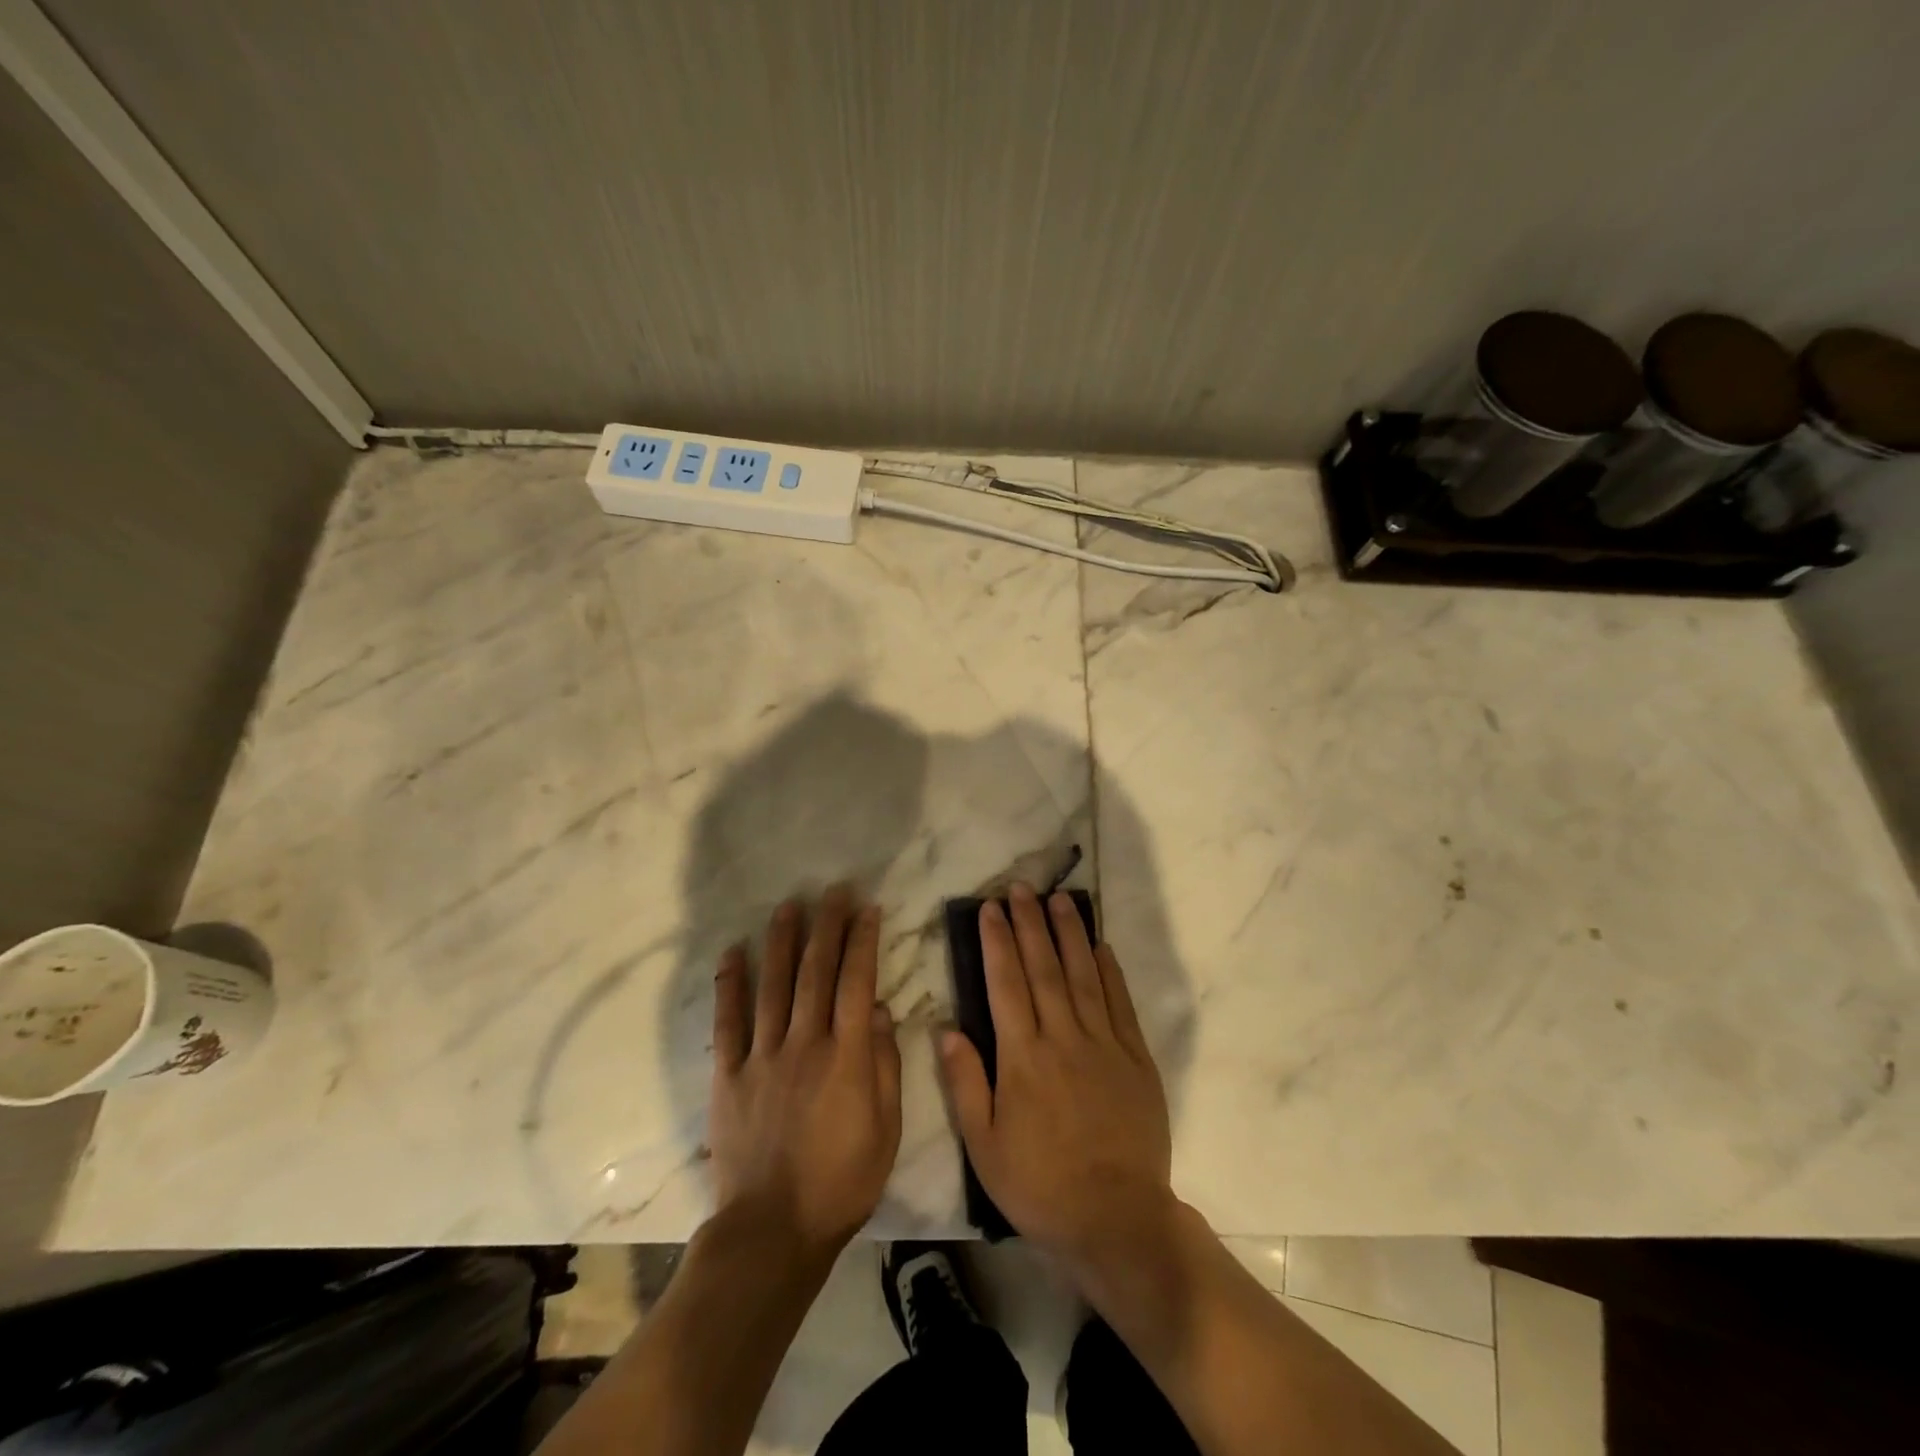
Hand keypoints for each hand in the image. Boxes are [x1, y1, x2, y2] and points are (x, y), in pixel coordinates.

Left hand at [709, 886, 902, 1254]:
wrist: (772, 1231)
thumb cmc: (841, 1182)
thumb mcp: (885, 1129)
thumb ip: (884, 1065)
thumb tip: (879, 1010)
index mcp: (846, 1056)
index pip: (858, 982)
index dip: (863, 940)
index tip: (867, 908)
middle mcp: (805, 1043)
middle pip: (816, 972)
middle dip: (827, 926)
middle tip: (833, 890)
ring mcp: (763, 1056)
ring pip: (774, 985)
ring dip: (782, 941)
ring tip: (788, 905)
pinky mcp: (729, 1075)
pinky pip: (729, 1022)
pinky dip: (730, 984)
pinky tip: (733, 952)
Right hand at [939, 883, 1173, 1266]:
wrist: (1115, 1217)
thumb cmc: (1040, 1184)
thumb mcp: (984, 1146)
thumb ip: (965, 1084)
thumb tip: (946, 1030)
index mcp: (1023, 1058)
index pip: (1006, 984)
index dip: (997, 942)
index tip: (990, 908)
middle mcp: (1063, 1039)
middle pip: (1043, 968)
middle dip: (1029, 924)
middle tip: (1021, 888)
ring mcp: (1104, 1044)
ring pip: (1083, 975)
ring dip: (1068, 933)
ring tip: (1058, 899)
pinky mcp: (1135, 1058)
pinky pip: (1120, 1003)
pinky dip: (1109, 970)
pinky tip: (1100, 945)